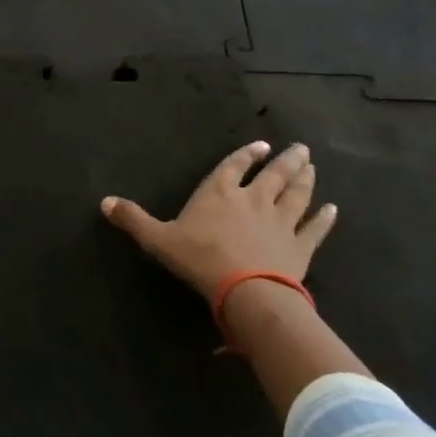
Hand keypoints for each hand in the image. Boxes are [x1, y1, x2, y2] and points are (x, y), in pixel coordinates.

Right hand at [102, 142, 335, 302]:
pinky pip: (314, 228)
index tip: (261, 146)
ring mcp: (280, 222)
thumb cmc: (199, 259)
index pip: (234, 166)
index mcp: (220, 193)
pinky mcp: (300, 247)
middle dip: (286, 160)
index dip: (246, 155)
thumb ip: (134, 219)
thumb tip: (103, 202)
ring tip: (312, 166)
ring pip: (296, 195)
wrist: (246, 290)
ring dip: (305, 179)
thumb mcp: (158, 239)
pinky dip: (324, 218)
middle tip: (300, 149)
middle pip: (273, 175)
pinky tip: (332, 209)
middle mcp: (253, 200)